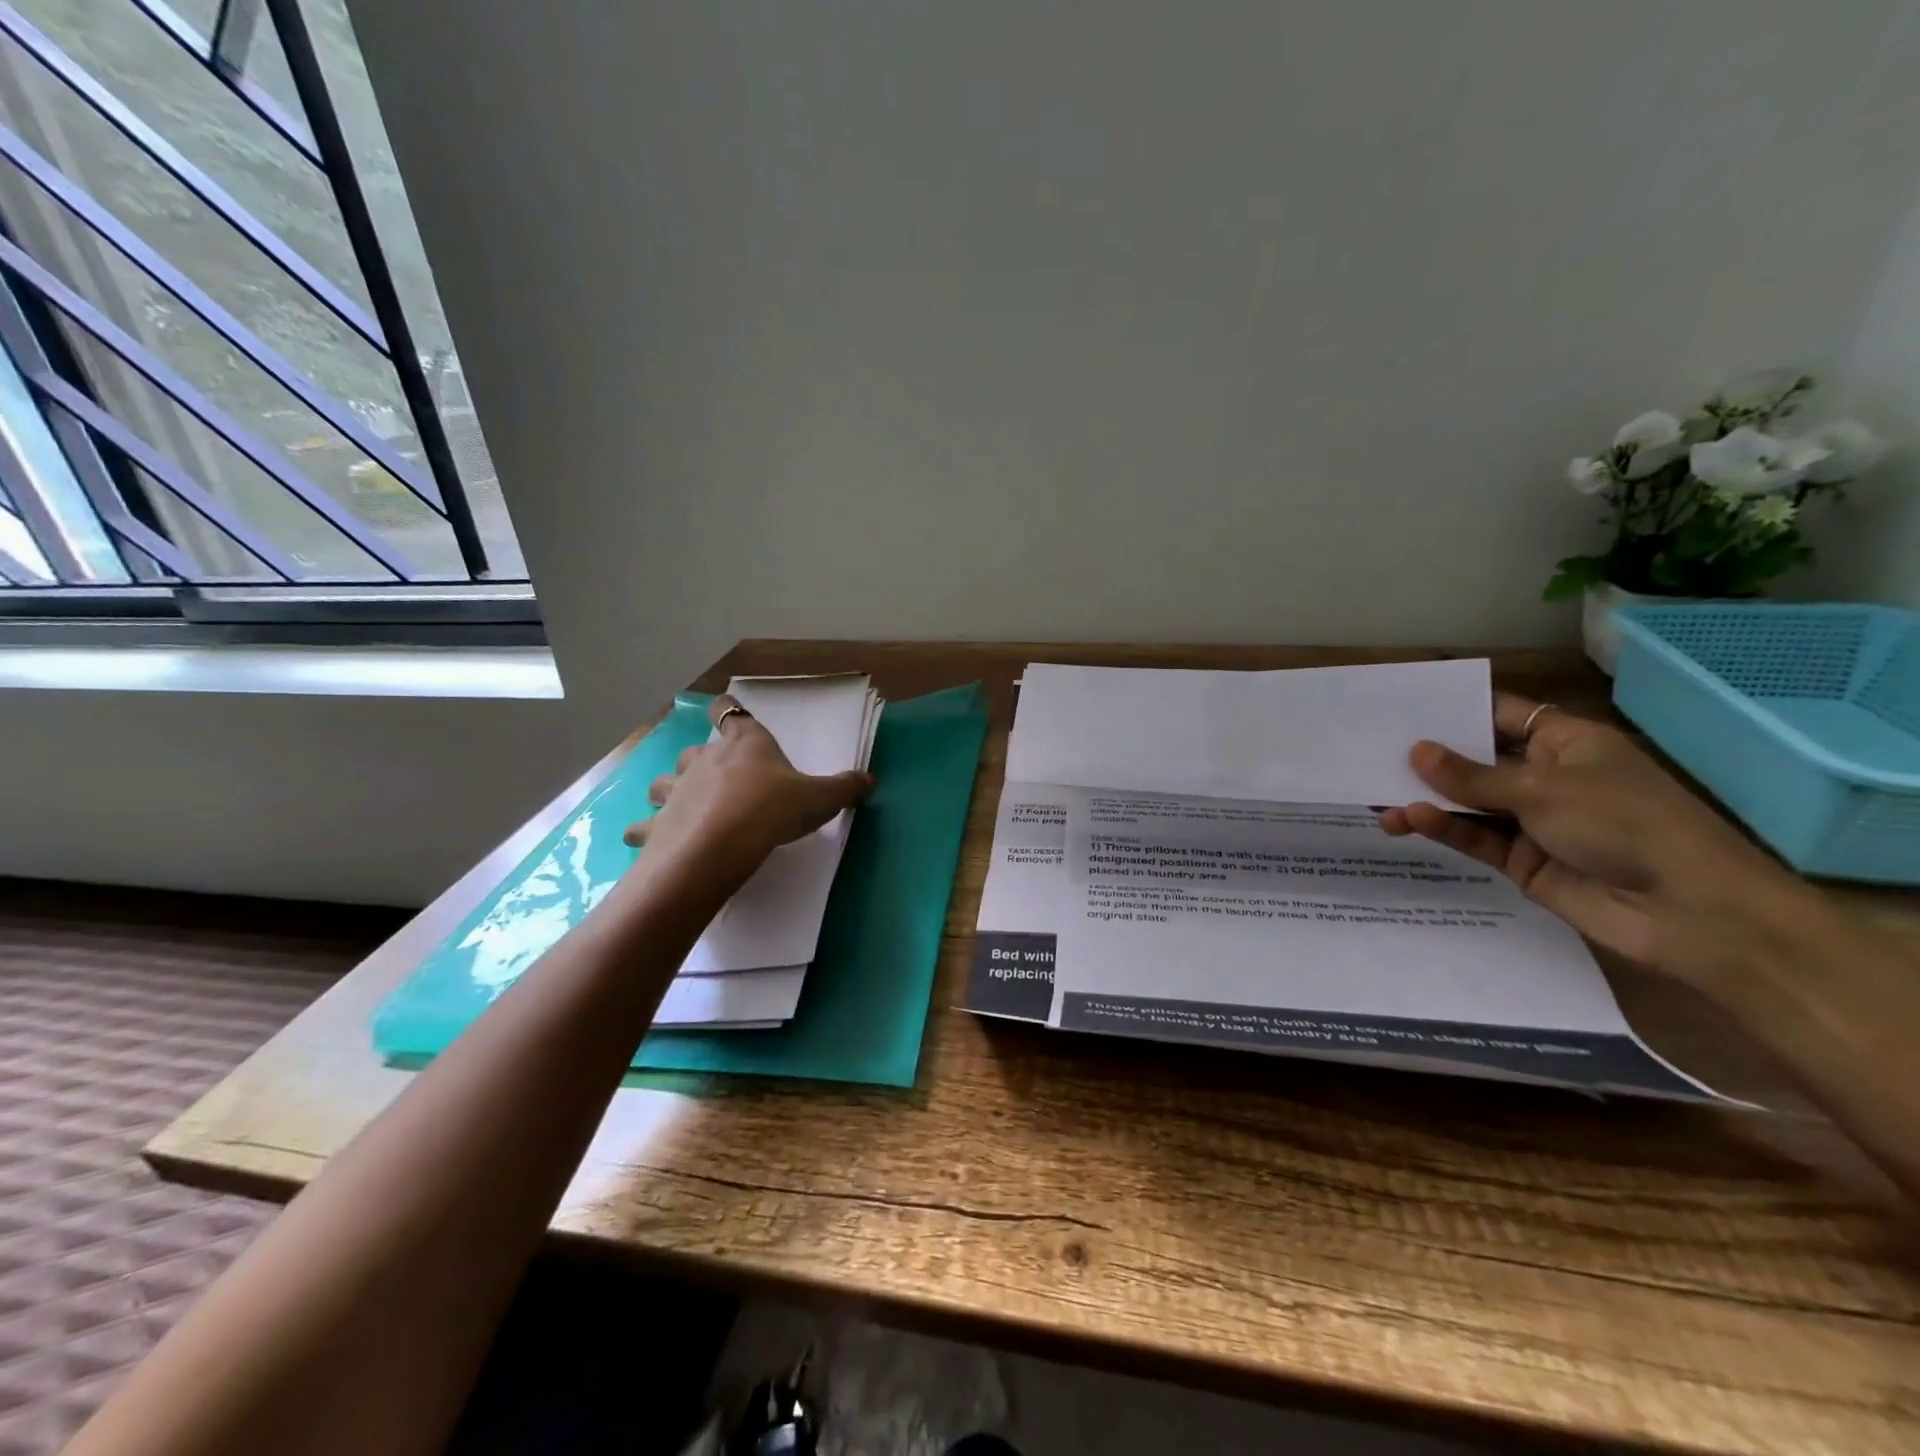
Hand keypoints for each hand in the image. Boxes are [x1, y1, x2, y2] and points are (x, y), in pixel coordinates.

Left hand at [623, 695, 873, 872]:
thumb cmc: (772, 809)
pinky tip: (648, 840)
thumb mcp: (819, 798)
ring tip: (680, 806)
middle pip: (695, 748)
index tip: (724, 708)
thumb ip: (844, 788)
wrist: (719, 846)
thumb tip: (870, 780)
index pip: (730, 712)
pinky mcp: (656, 824)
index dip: (727, 709)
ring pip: (663, 781)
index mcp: (744, 744)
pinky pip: (642, 825)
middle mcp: (705, 760)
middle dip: (701, 760)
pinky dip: (644, 831)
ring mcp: (675, 790)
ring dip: (669, 790)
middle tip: (716, 778)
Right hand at [1379, 693, 1816, 983]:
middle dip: (1428, 761)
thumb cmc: (1625, 824)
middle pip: (1476, 761)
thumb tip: (1416, 752)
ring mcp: (1534, 821)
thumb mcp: (1542, 790)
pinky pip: (1475, 838)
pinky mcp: (1522, 861)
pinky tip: (1412, 820)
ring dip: (1427, 801)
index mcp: (1566, 743)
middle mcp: (1547, 776)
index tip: (1401, 711)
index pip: (1499, 716)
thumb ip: (1472, 776)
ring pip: (1467, 804)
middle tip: (1371, 755)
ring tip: (1380, 801)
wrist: (1690, 912)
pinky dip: (1445, 828)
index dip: (1453, 711)